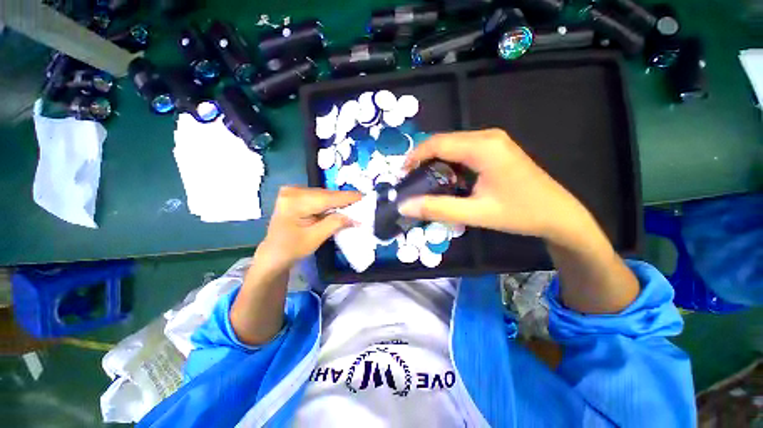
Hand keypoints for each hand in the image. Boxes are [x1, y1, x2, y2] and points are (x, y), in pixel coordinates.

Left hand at [256, 187, 360, 269]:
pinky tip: (336, 208)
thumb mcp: (315, 238)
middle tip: (360, 205)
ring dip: (336, 202)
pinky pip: (317, 197)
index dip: (347, 198)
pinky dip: (329, 203)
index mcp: (295, 202)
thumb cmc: (292, 249)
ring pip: (323, 195)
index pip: (327, 198)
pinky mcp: (294, 195)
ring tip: (351, 207)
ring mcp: (292, 191)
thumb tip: (354, 217)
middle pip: (325, 194)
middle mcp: (292, 191)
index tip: (364, 197)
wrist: (273, 253)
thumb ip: (335, 224)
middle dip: (343, 201)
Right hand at [400, 129, 592, 245]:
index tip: (402, 175)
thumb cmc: (520, 213)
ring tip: (424, 181)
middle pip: (444, 141)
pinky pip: (463, 150)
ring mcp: (493, 141)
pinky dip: (449, 162)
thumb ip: (437, 209)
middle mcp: (487, 137)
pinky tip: (447, 179)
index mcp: (483, 147)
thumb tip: (404, 206)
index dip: (415, 157)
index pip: (437, 143)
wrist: (559, 215)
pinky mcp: (495, 149)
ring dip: (435, 161)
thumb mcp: (475, 213)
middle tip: (411, 180)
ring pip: (452, 145)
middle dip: (423, 159)